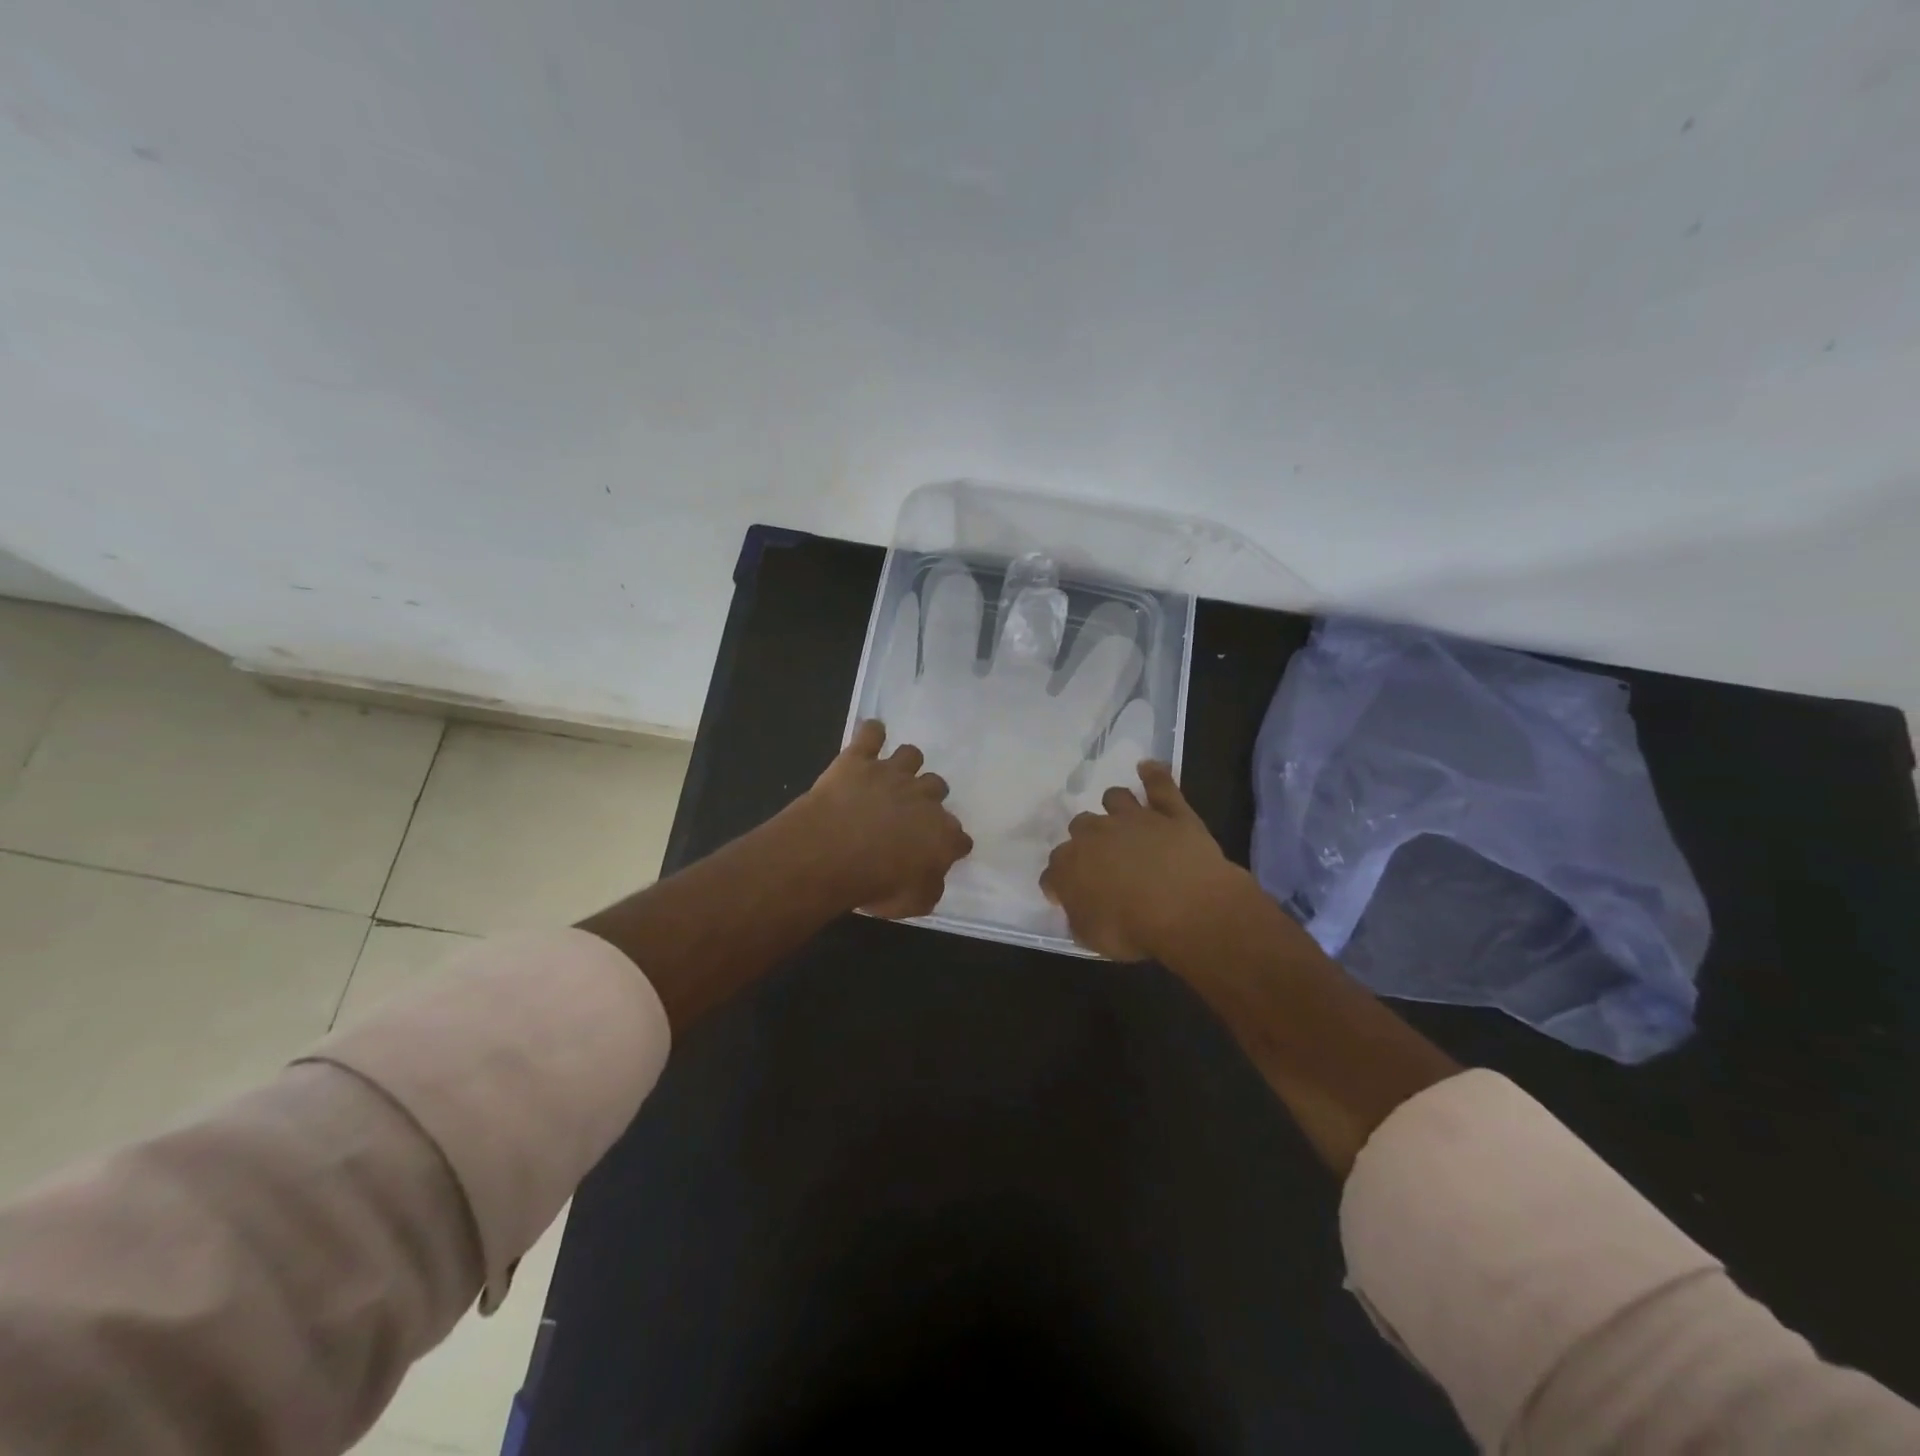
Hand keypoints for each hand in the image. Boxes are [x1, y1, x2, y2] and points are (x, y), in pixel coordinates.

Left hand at [793, 719, 973, 917]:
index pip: (959, 837)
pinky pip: (871, 734)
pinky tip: (870, 735)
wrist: (831, 852)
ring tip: (892, 775)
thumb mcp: (911, 903)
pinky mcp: (859, 759)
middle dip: (928, 797)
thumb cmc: (874, 883)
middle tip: (909, 812)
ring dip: (906, 764)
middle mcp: (924, 797)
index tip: (941, 851)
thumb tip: (933, 877)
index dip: (951, 844)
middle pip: (938, 787)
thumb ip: (929, 889)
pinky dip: (872, 733)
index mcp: (941, 834)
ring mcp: (892, 773)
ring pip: (911, 755)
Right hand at [1040, 762, 1251, 960]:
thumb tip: (1076, 908)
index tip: (1065, 895)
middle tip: (1101, 860)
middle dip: (1086, 840)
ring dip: (1114, 806)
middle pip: (1080, 826)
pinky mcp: (1171, 812)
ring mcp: (1134, 818)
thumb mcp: (1093, 938)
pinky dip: (1154, 775)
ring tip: (1121, 817)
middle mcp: (1096, 833)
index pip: (1054, 870)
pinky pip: (1160, 785)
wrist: (1187, 908)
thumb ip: (1079, 917)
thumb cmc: (1134, 929)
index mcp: (1070, 865)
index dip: (1059, 883)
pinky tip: (1149, 767)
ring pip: (1115, 797)